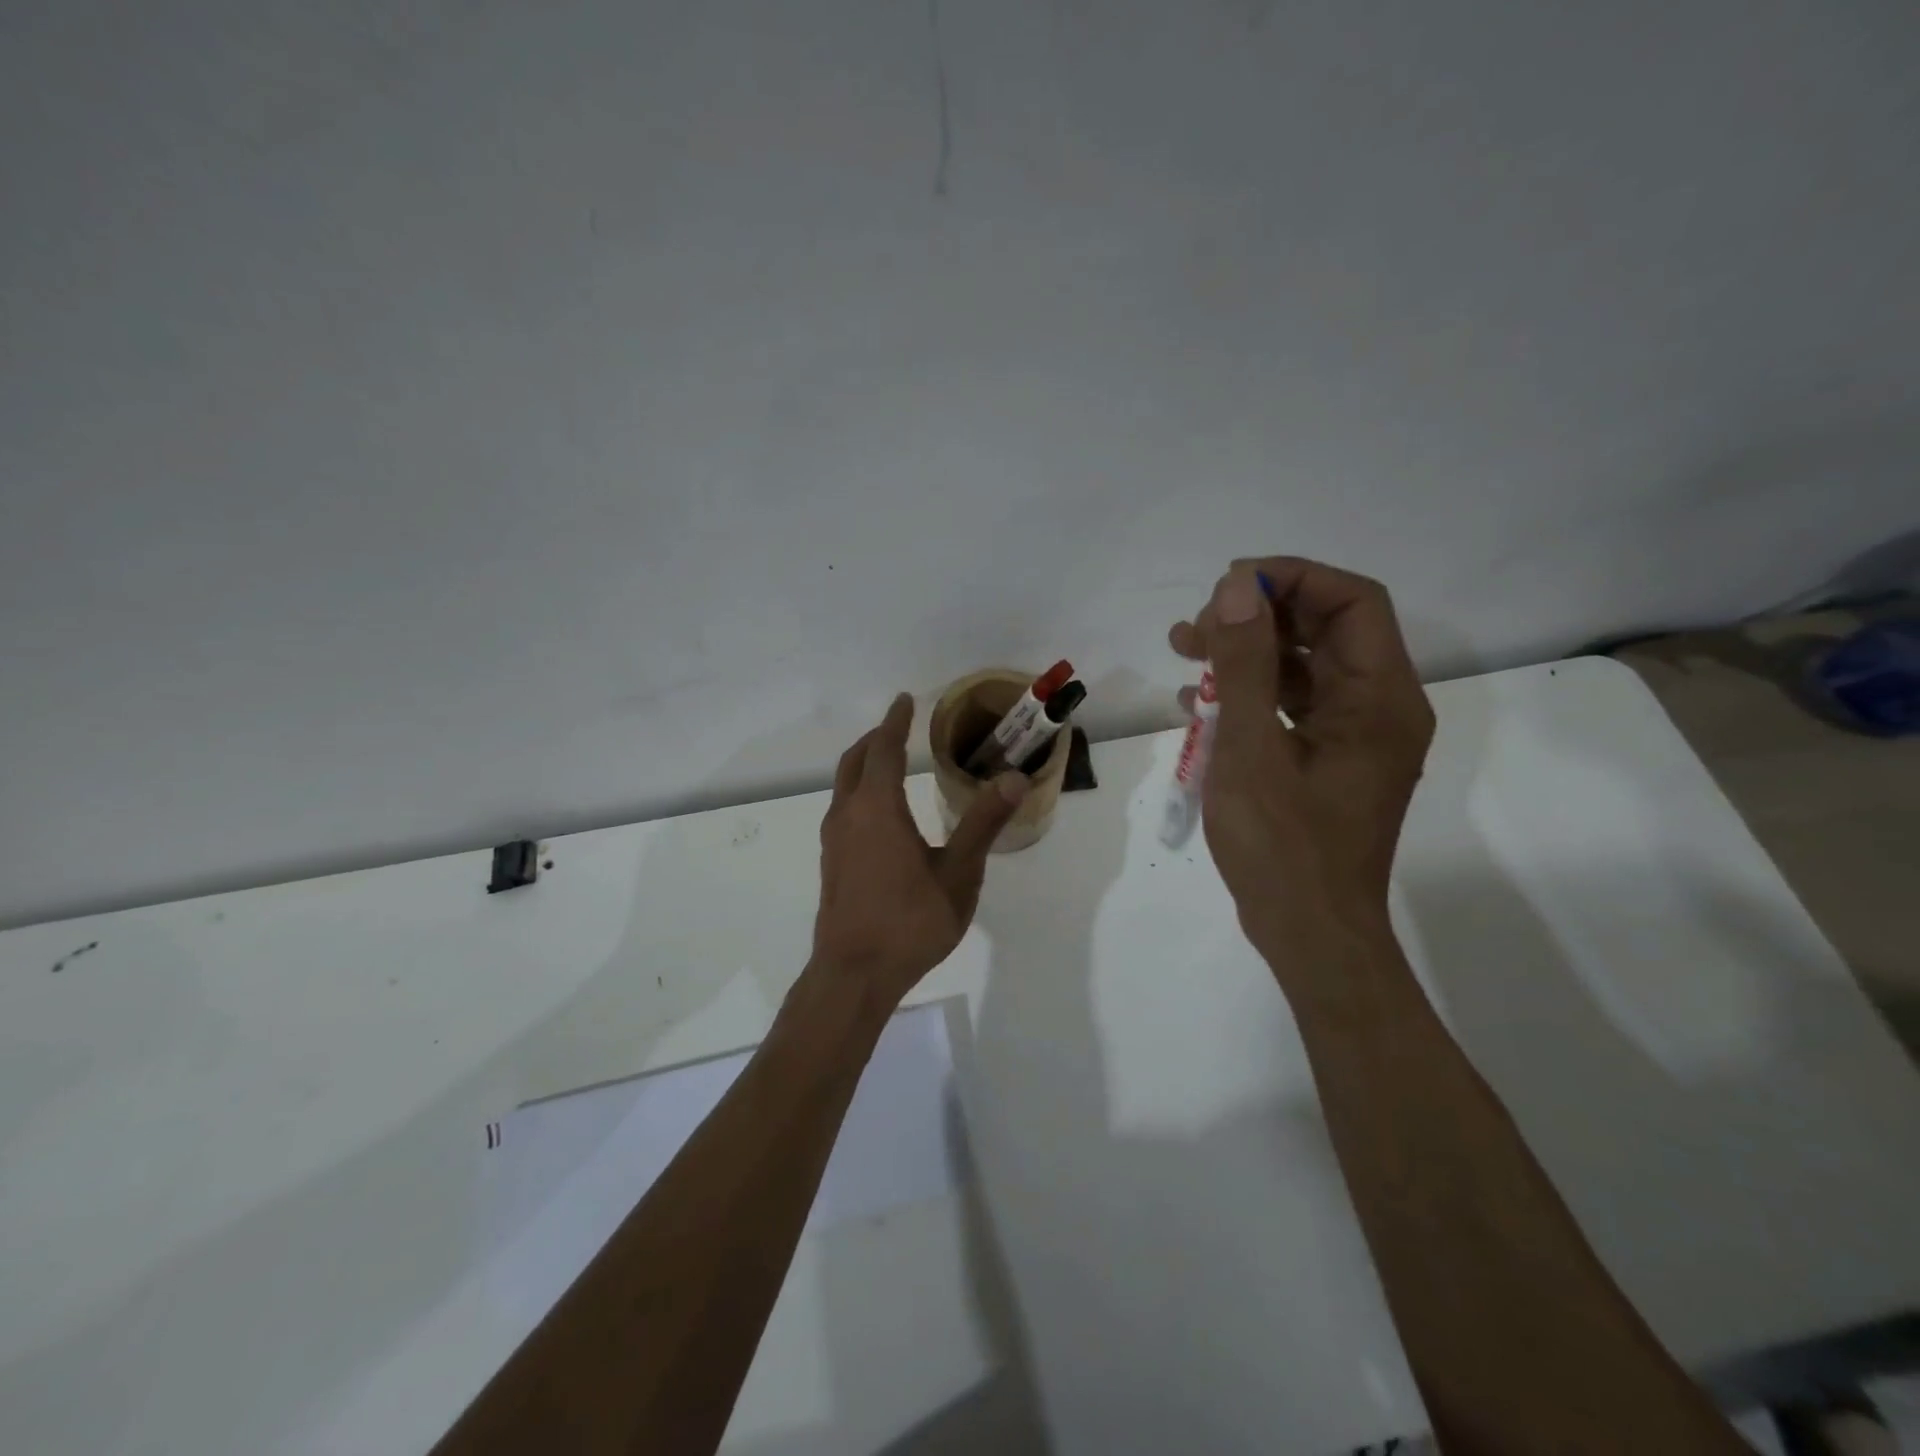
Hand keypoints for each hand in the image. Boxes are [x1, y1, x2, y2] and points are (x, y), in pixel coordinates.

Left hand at [811, 693, 1029, 1006]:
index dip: (896, 722)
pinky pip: (843, 808)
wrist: (853, 974)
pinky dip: (860, 790)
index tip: (905, 700)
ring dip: (865, 764)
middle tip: (899, 726)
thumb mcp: (958, 873)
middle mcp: (848, 814)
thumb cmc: (910, 921)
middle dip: (876, 738)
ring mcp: (834, 839)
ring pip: (844, 785)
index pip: (884, 748)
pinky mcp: (831, 862)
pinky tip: (881, 812)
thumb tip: (1014, 779)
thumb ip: (983, 823)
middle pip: (856, 761)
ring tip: (890, 761)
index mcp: (877, 808)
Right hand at [1170, 558, 1434, 976]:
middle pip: (1324, 631)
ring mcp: (1353, 737)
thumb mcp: (1251, 748)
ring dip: (1245, 654)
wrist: (1308, 934)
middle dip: (1257, 617)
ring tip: (1181, 651)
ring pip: (1302, 668)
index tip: (1228, 586)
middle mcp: (1378, 708)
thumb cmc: (1282, 846)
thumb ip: (1245, 663)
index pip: (1352, 601)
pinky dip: (1248, 696)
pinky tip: (1196, 704)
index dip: (1292, 579)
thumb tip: (1238, 586)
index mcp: (1379, 698)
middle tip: (1194, 627)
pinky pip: (1291, 708)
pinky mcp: (1328, 761)